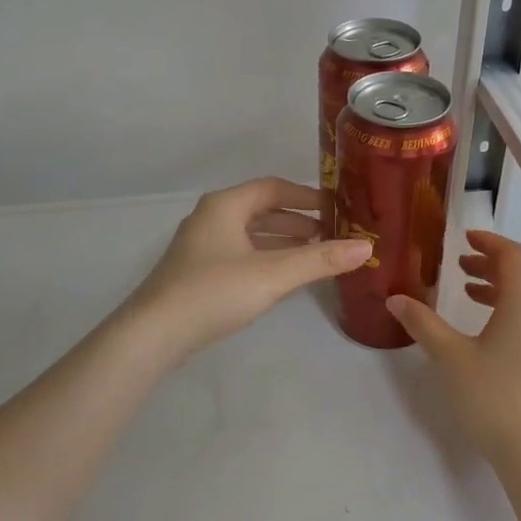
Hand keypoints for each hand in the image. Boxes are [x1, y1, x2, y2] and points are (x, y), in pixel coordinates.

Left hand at [122, 178, 372, 363]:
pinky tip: (281, 278)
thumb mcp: (274, 274)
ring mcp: (200, 247)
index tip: (335, 208)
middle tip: (330, 235)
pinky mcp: (196, 273)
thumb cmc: (215, 292)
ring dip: (281, 242)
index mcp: (225, 206)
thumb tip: (366, 247)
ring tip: (313, 255)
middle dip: (297, 221)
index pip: (272, 188)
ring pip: (249, 235)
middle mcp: (210, 218)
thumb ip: (320, 260)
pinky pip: (239, 255)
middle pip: (260, 210)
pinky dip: (264, 259)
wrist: (155, 333)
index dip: (306, 196)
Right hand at [387, 232, 520, 465]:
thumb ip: (422, 323)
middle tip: (458, 266)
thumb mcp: (449, 356)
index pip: (513, 255)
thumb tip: (395, 299)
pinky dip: (508, 313)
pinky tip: (486, 334)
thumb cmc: (491, 395)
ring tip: (467, 294)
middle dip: (488, 265)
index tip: (464, 237)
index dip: (489, 241)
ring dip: (497, 290)